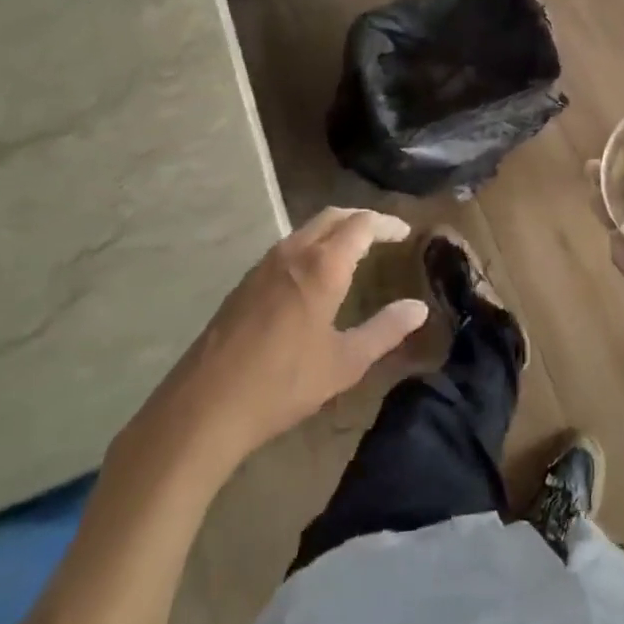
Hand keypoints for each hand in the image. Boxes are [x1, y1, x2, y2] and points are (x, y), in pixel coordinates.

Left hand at [122, 208, 428, 475]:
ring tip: (354, 250)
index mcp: (323, 266)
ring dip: (335, 230)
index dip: (387, 224)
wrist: (204, 407)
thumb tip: (418, 308)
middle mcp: (294, 252)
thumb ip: (385, 330)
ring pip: (307, 229)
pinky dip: (312, 245)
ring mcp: (264, 265)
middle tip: (384, 234)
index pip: (362, 224)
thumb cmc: (283, 384)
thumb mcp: (344, 363)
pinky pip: (288, 247)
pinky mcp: (245, 282)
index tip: (405, 233)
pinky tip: (314, 275)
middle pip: (333, 216)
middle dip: (362, 219)